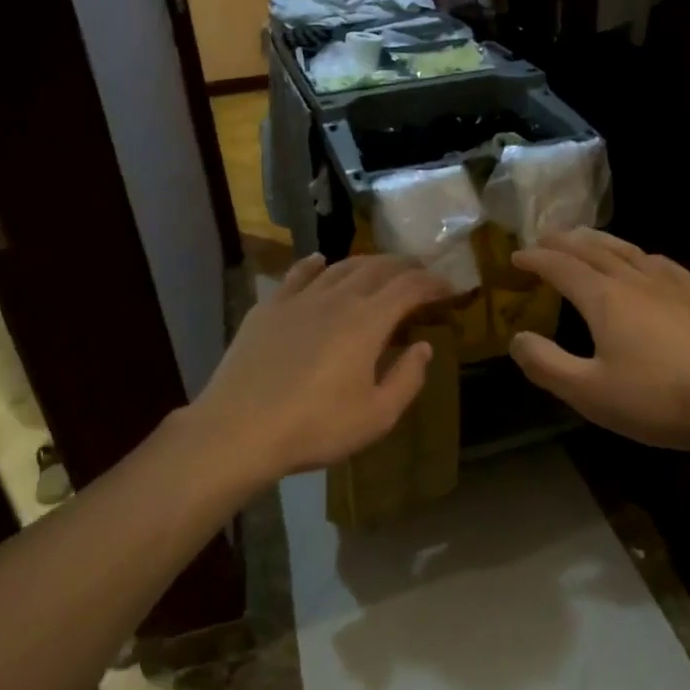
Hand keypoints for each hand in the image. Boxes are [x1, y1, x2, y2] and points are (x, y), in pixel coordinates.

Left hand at [186, 253, 450, 485]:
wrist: (240, 429)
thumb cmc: (316, 427)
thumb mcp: (377, 415)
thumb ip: (407, 378)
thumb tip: (424, 347)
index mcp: (367, 321)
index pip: (409, 287)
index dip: (433, 283)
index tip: (449, 287)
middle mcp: (337, 298)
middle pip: (377, 268)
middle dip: (404, 266)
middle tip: (420, 271)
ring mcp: (299, 299)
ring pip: (339, 267)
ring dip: (366, 263)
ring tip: (380, 267)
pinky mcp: (268, 308)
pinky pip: (297, 275)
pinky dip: (315, 264)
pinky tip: (320, 261)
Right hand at [509, 229, 689, 455]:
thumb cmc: (659, 398)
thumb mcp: (589, 392)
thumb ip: (547, 365)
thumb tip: (517, 339)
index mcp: (604, 298)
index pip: (561, 268)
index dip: (535, 260)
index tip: (515, 257)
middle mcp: (635, 281)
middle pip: (593, 250)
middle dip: (564, 241)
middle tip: (544, 238)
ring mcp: (671, 287)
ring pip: (628, 250)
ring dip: (600, 241)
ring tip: (586, 238)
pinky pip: (661, 264)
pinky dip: (641, 255)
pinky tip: (647, 261)